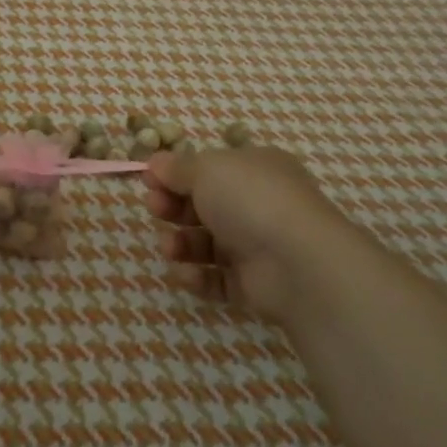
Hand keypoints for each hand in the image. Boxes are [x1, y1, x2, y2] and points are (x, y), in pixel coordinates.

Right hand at [143, 144, 377, 323]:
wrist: (297, 262)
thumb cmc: (250, 199)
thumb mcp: (207, 169)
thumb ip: (177, 168)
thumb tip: (154, 163)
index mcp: (254, 169)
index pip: (210, 169)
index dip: (176, 173)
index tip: (148, 180)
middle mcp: (257, 204)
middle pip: (204, 205)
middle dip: (173, 206)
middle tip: (154, 208)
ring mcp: (257, 245)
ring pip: (207, 243)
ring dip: (181, 243)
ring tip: (169, 247)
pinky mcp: (253, 284)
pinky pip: (217, 278)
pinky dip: (198, 276)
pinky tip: (185, 273)